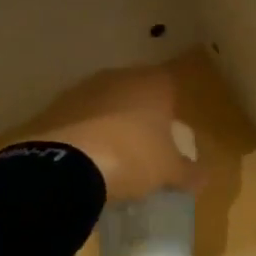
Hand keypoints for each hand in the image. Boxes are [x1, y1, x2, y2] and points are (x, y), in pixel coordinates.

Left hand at [31, 67, 200, 204]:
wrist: (69, 165)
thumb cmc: (134, 158)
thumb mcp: (169, 172)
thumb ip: (189, 172)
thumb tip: (202, 177)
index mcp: (154, 84)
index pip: (170, 85)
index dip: (171, 109)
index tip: (169, 134)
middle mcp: (119, 77)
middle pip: (135, 92)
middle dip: (138, 114)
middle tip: (142, 146)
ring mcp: (83, 90)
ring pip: (103, 103)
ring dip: (107, 122)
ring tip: (111, 156)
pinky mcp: (53, 107)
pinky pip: (77, 119)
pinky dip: (82, 134)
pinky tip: (84, 159)